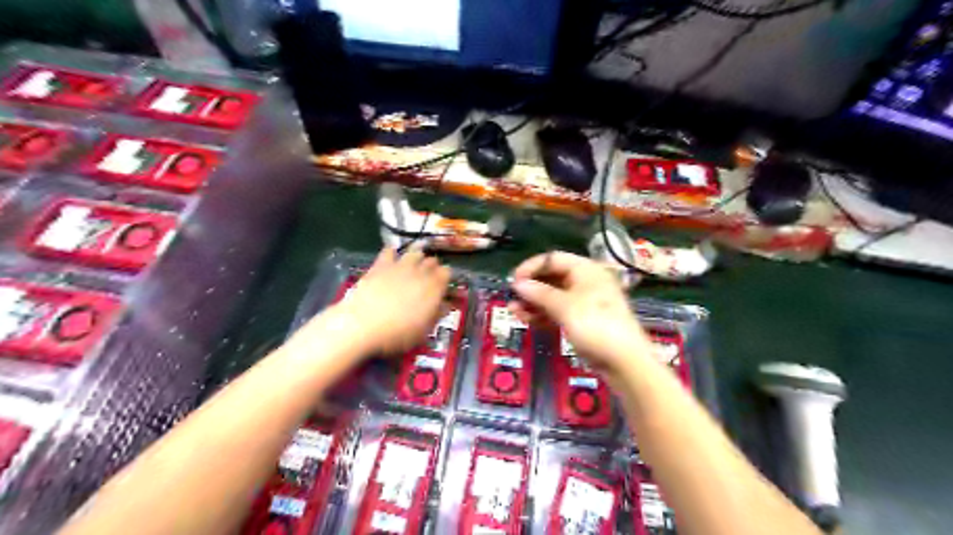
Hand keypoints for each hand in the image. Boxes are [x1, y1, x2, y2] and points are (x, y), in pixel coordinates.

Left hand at [337, 247, 450, 357]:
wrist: (363, 325)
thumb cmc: (397, 333)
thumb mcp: (423, 331)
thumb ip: (437, 314)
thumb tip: (445, 306)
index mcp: (434, 287)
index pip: (447, 272)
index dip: (445, 278)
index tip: (442, 286)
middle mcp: (420, 272)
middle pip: (432, 261)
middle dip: (432, 267)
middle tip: (427, 277)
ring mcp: (400, 266)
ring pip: (414, 252)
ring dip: (416, 257)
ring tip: (413, 266)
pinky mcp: (380, 264)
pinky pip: (389, 251)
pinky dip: (392, 253)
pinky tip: (391, 260)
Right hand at [510, 249, 651, 371]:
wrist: (624, 361)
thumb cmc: (596, 326)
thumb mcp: (566, 307)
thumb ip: (540, 293)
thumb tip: (517, 283)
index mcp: (586, 270)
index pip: (553, 259)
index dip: (532, 266)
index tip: (513, 279)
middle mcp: (584, 282)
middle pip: (552, 277)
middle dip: (531, 286)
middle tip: (512, 296)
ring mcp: (583, 302)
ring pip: (553, 297)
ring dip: (533, 302)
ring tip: (513, 310)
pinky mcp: (581, 321)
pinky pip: (557, 312)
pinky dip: (542, 314)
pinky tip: (525, 319)